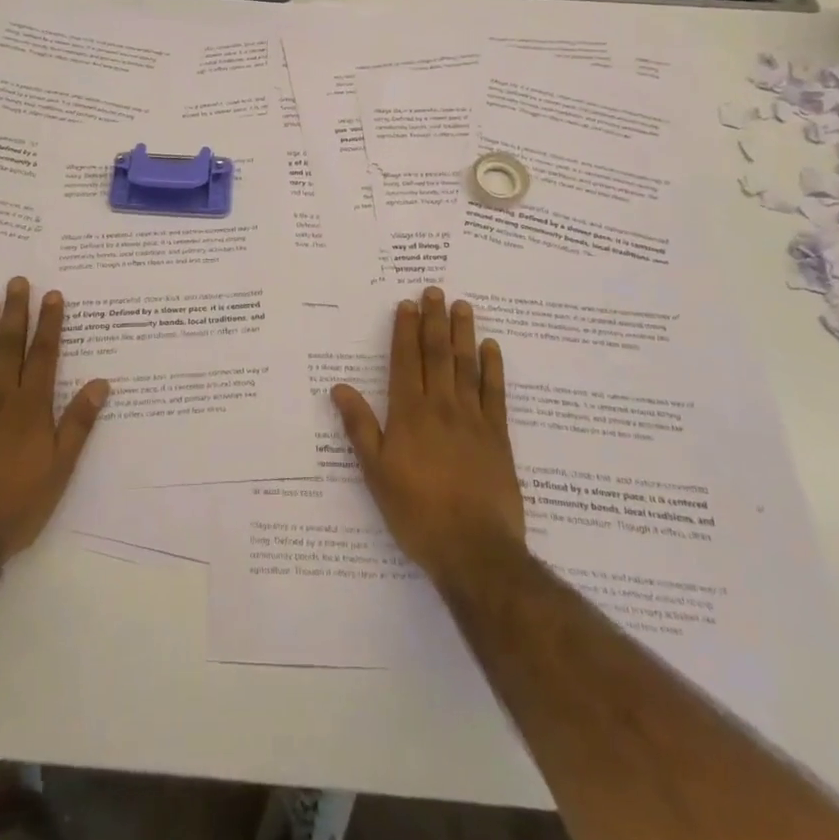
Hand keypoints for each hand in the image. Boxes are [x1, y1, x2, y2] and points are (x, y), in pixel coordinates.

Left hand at [0, 277, 109, 558]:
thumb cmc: (18, 504)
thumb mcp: (60, 468)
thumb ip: (78, 423)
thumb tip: (101, 383)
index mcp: (32, 408)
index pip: (44, 356)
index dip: (49, 324)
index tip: (52, 295)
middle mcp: (1, 399)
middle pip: (10, 347)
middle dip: (16, 313)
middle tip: (17, 281)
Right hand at [332, 286, 526, 588]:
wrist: (474, 549)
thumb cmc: (417, 512)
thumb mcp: (376, 473)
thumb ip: (360, 427)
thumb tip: (339, 388)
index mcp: (409, 414)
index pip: (406, 361)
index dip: (406, 330)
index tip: (408, 304)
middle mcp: (441, 406)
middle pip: (437, 354)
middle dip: (435, 320)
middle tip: (436, 291)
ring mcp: (473, 419)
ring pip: (467, 365)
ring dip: (463, 333)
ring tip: (463, 306)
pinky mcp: (498, 436)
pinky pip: (495, 392)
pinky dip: (493, 367)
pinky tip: (491, 348)